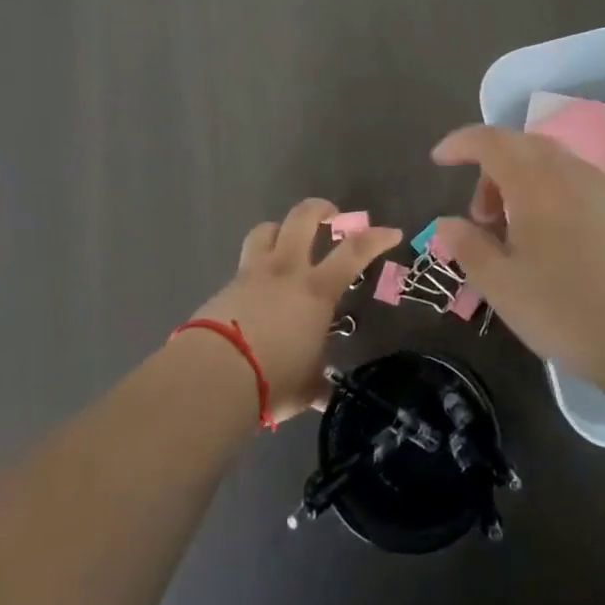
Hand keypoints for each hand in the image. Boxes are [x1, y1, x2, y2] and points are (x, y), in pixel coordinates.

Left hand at [192, 198, 401, 422]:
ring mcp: (251, 274)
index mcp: (316, 290)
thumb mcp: (306, 386)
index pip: (354, 251)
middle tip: (331, 215)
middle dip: (320, 209)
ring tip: (287, 240)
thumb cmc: (273, 380)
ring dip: (280, 229)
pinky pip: (244, 264)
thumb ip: (318, 383)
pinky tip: (256, 290)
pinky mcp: (224, 287)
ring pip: (266, 230)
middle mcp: (286, 271)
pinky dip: (255, 268)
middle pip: (302, 219)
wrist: (213, 377)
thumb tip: (326, 395)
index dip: (376, 238)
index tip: (392, 233)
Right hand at [430, 125, 604, 396]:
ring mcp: (604, 188)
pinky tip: (552, 243)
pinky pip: (575, 184)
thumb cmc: (571, 310)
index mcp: (535, 181)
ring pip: (551, 165)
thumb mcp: (504, 287)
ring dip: (521, 184)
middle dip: (490, 170)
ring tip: (514, 236)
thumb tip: (447, 223)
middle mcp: (571, 172)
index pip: (490, 140)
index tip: (439, 160)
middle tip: (480, 218)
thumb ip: (470, 248)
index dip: (460, 143)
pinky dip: (550, 196)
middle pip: (521, 147)